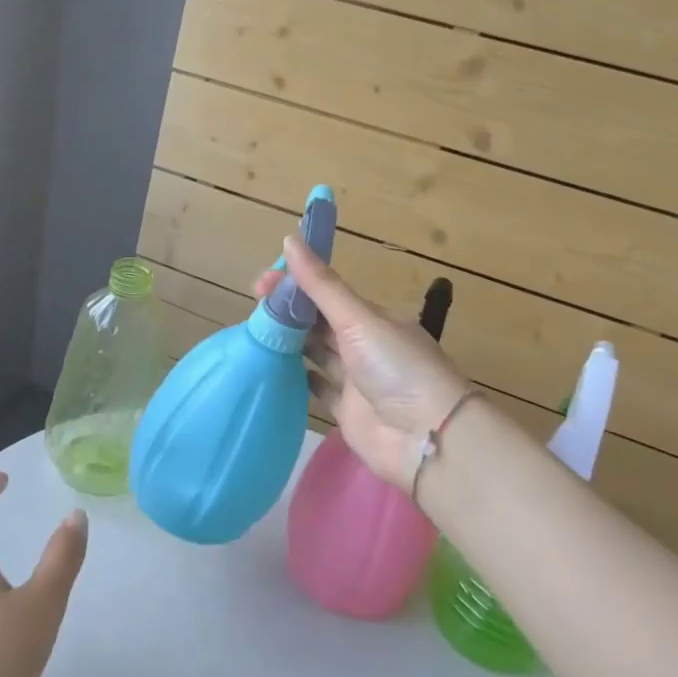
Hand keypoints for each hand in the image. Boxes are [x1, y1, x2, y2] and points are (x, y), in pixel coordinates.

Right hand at [256, 235, 470, 491]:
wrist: (425, 438)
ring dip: (290, 342)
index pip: (328, 293)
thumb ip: (322, 285)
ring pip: (316, 353)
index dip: (296, 284)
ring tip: (253, 333)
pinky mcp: (346, 412)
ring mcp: (356, 380)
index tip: (262, 283)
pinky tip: (271, 368)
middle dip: (288, 312)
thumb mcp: (359, 319)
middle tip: (252, 307)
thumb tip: (290, 238)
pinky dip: (298, 378)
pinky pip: (317, 389)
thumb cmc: (397, 368)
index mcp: (373, 318)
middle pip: (319, 322)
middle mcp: (365, 346)